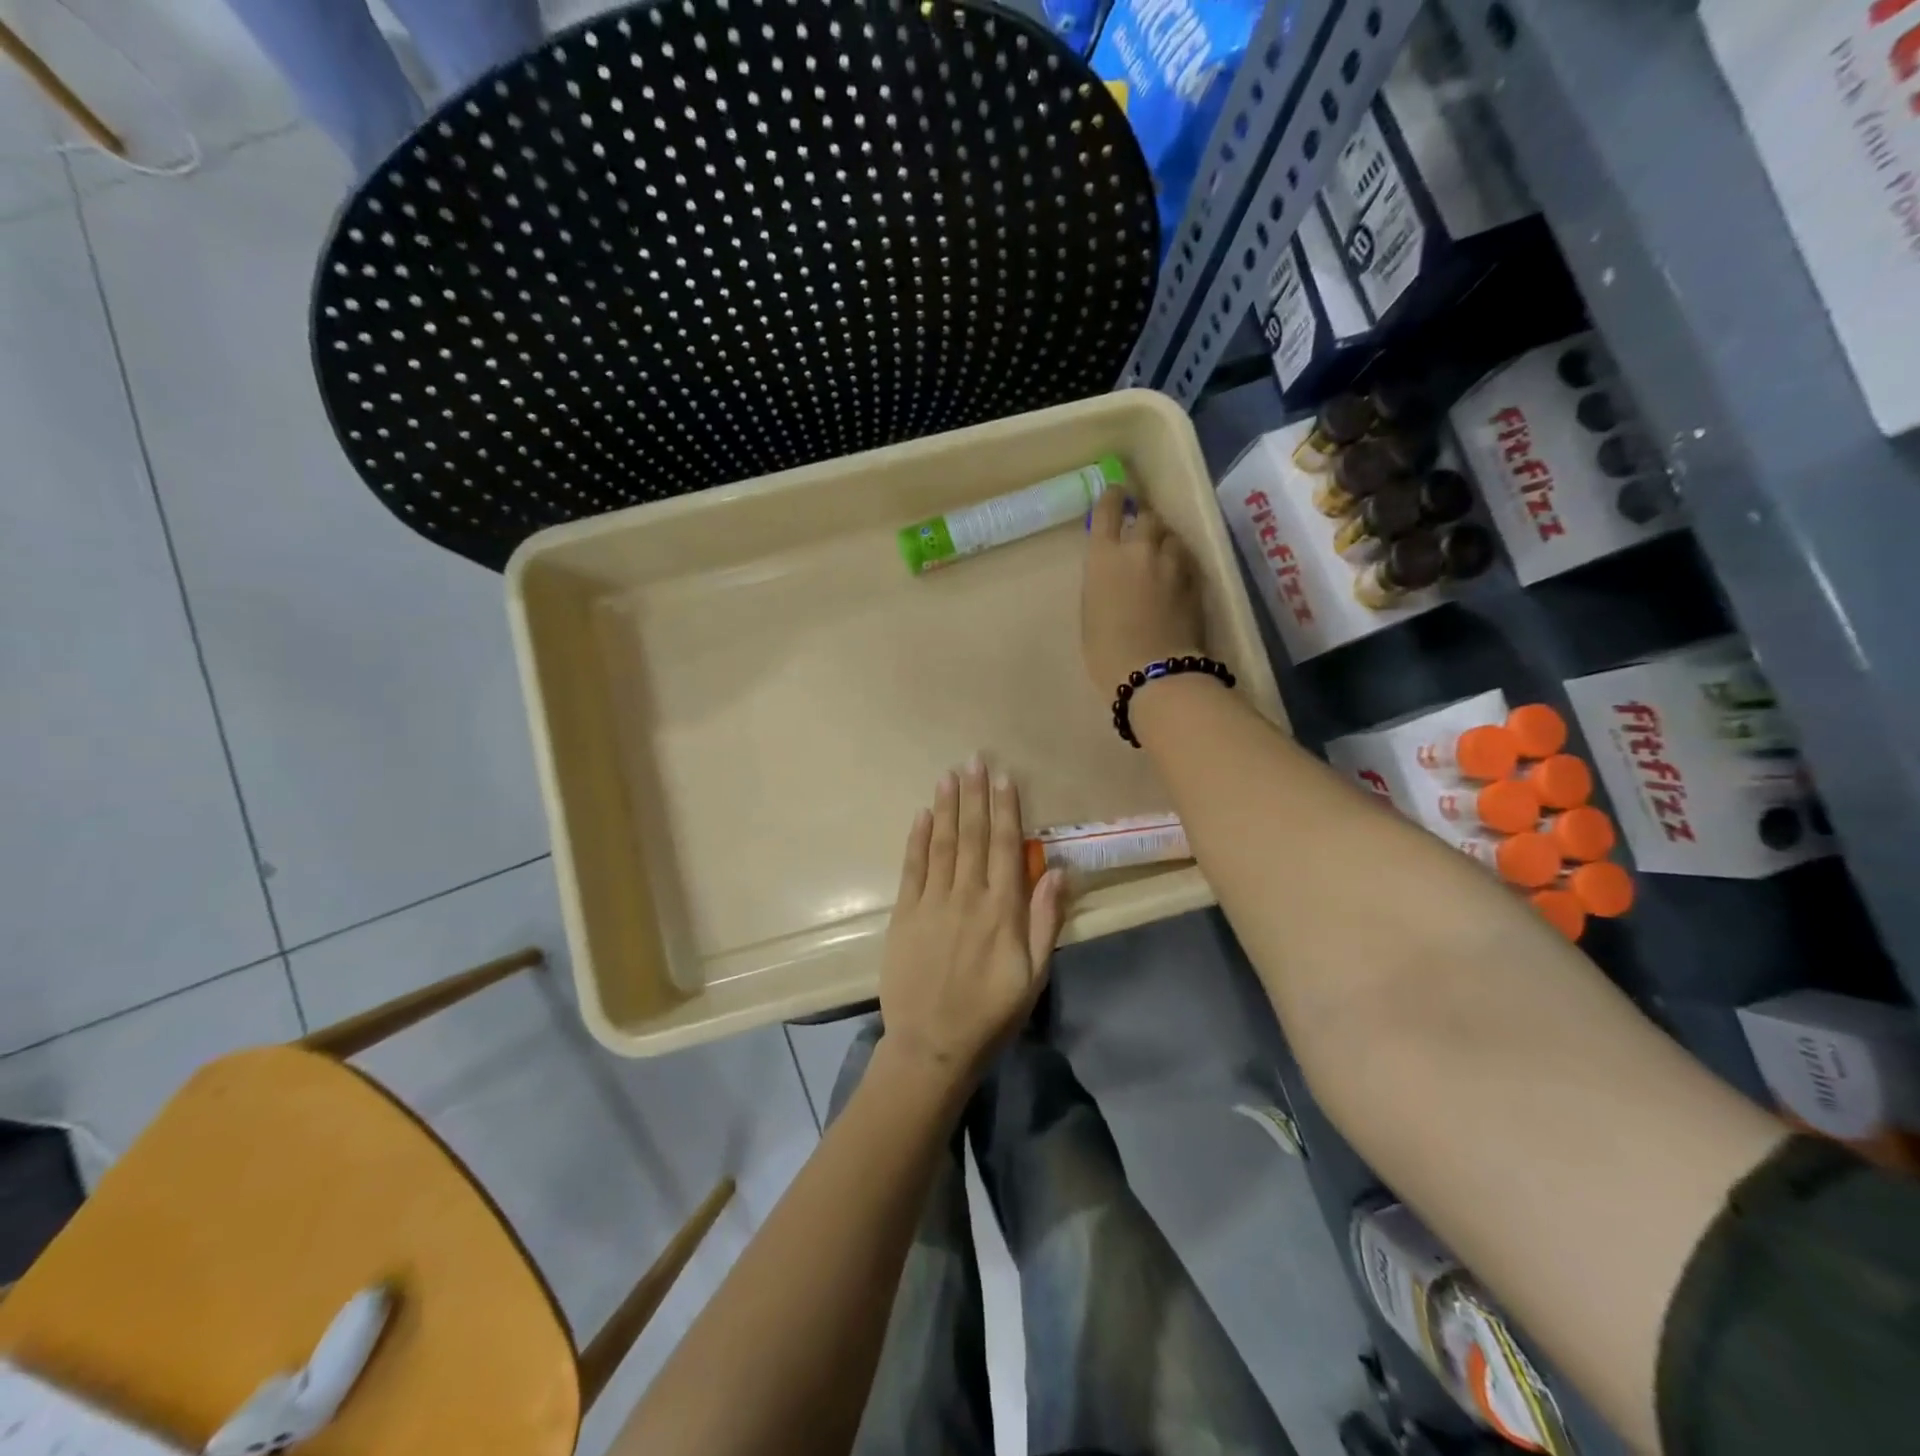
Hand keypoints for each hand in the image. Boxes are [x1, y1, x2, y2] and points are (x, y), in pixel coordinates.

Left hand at [879, 758, 1067, 1086]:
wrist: (933, 1045)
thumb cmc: (992, 1013)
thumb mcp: (1034, 974)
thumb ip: (1046, 919)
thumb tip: (1058, 869)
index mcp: (1002, 910)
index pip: (1005, 847)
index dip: (1005, 810)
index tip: (1005, 778)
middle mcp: (967, 896)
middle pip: (972, 836)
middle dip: (974, 795)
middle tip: (974, 759)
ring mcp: (932, 903)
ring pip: (942, 843)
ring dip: (947, 807)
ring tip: (950, 775)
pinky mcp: (904, 914)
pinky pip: (912, 868)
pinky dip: (917, 838)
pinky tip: (922, 814)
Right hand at [1082, 490, 1205, 692]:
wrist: (1153, 672)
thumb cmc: (1106, 651)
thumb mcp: (1090, 611)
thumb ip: (1102, 581)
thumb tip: (1113, 570)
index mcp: (1104, 557)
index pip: (1108, 509)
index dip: (1112, 497)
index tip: (1115, 493)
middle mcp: (1138, 549)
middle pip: (1147, 516)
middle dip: (1144, 521)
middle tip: (1142, 532)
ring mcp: (1171, 563)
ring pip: (1171, 536)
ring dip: (1165, 541)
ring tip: (1162, 556)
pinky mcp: (1194, 580)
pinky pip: (1186, 559)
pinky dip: (1180, 562)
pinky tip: (1177, 577)